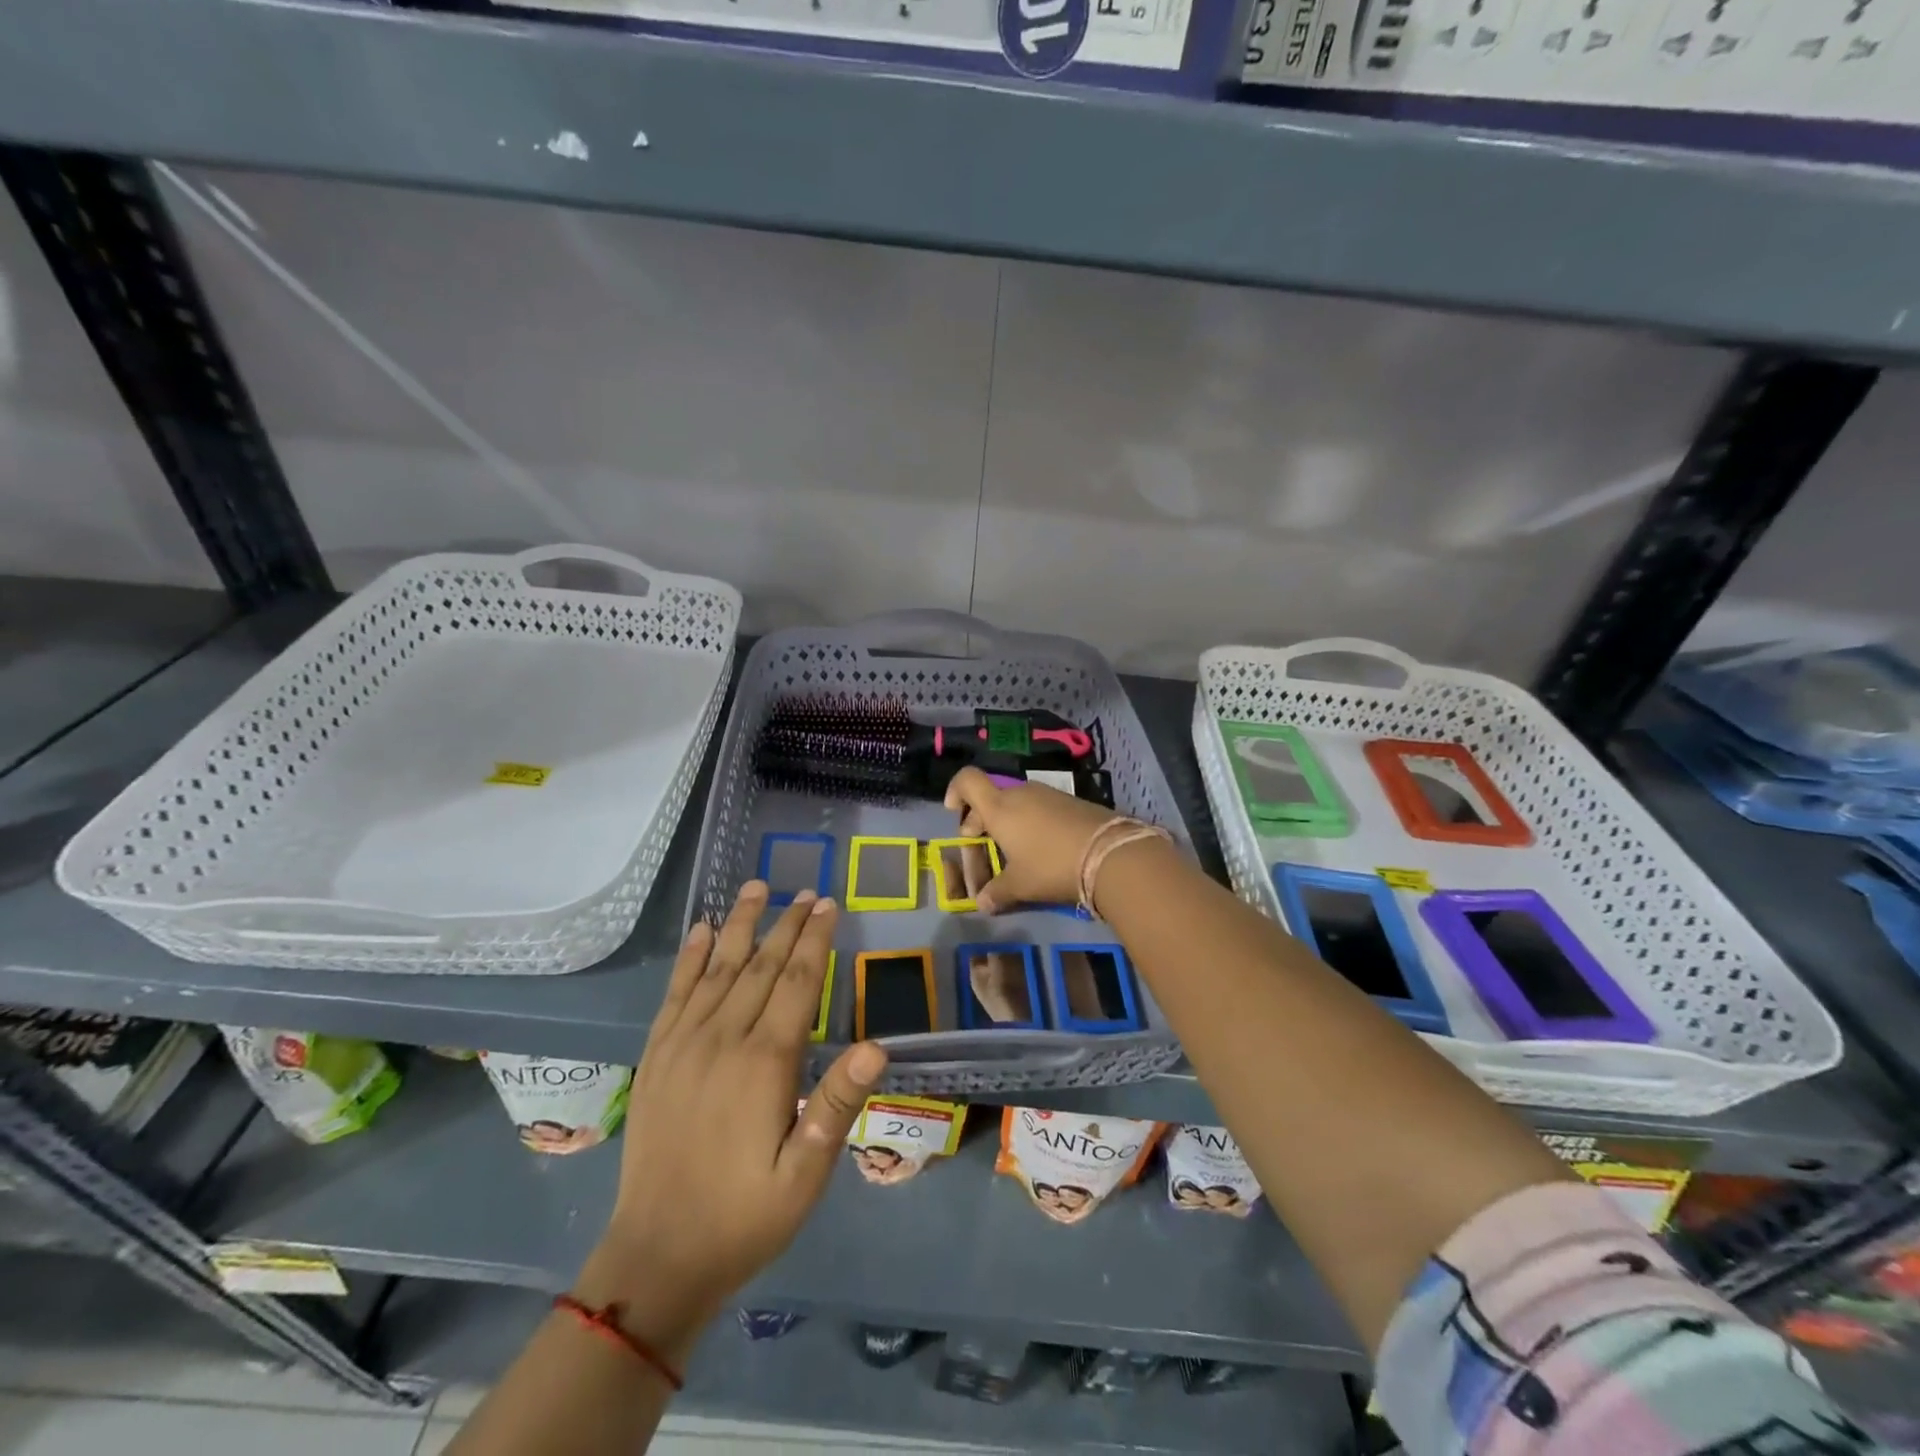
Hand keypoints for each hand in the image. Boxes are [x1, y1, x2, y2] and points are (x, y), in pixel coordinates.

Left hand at [579, 882, 886, 1356]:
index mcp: (764, 1062)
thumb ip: (837, 1105)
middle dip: (787, 924)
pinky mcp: (656, 1056)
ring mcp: (683, 1044)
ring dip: (740, 924)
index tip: (828, 904)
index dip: (815, 940)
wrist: (657, 1257)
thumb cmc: (745, 1216)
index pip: (797, 982)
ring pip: (717, 967)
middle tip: (806, 890)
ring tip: (756, 887)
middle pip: (760, 965)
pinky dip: (689, 957)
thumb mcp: (806, 1174)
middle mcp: (722, 1038)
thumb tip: (877, 1045)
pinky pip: (675, 993)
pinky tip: (700, 930)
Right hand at [943, 767, 1121, 911]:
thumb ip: (997, 892)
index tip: (955, 813)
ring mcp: (1048, 794)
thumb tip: (982, 904)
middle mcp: (1020, 793)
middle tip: (982, 847)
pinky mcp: (1070, 801)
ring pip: (1016, 802)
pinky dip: (1031, 822)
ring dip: (1008, 822)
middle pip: (990, 797)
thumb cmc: (1051, 866)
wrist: (1110, 853)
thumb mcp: (1020, 885)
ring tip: (1014, 852)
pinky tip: (1043, 848)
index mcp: (999, 808)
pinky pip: (1039, 807)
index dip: (955, 791)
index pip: (967, 780)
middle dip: (980, 820)